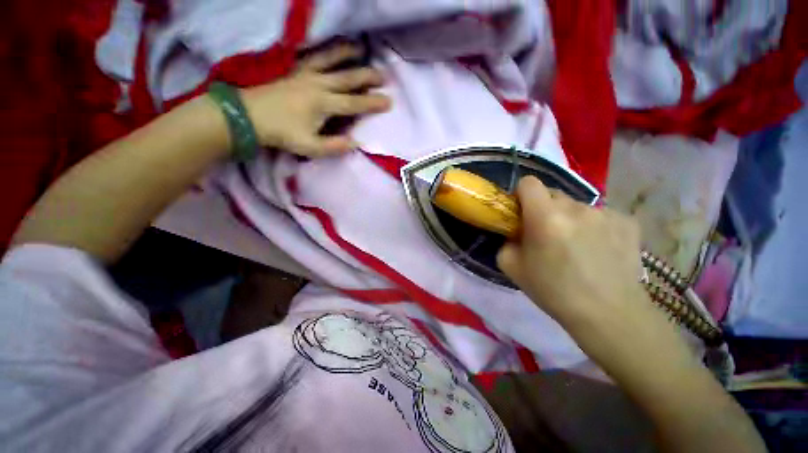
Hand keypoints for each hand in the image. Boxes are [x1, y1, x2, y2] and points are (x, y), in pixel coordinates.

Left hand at [241, 43, 391, 156]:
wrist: (249, 116)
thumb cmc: (282, 133)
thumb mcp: (310, 148)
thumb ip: (335, 146)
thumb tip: (356, 142)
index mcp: (324, 104)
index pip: (355, 103)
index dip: (373, 103)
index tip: (389, 101)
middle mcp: (318, 84)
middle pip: (348, 78)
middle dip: (368, 77)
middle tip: (384, 76)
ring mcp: (305, 74)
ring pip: (330, 59)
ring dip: (347, 53)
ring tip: (361, 49)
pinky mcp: (294, 69)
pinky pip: (312, 55)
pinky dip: (324, 49)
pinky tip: (330, 46)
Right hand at [497, 177, 654, 333]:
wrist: (609, 314)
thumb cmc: (553, 291)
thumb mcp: (511, 267)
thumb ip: (506, 241)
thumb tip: (515, 232)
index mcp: (545, 217)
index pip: (529, 183)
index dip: (521, 195)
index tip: (522, 213)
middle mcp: (576, 207)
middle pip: (552, 194)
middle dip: (544, 209)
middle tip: (547, 234)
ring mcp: (605, 213)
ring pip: (576, 206)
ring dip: (569, 218)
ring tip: (575, 246)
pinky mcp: (627, 222)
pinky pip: (600, 215)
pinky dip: (593, 226)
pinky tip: (598, 249)